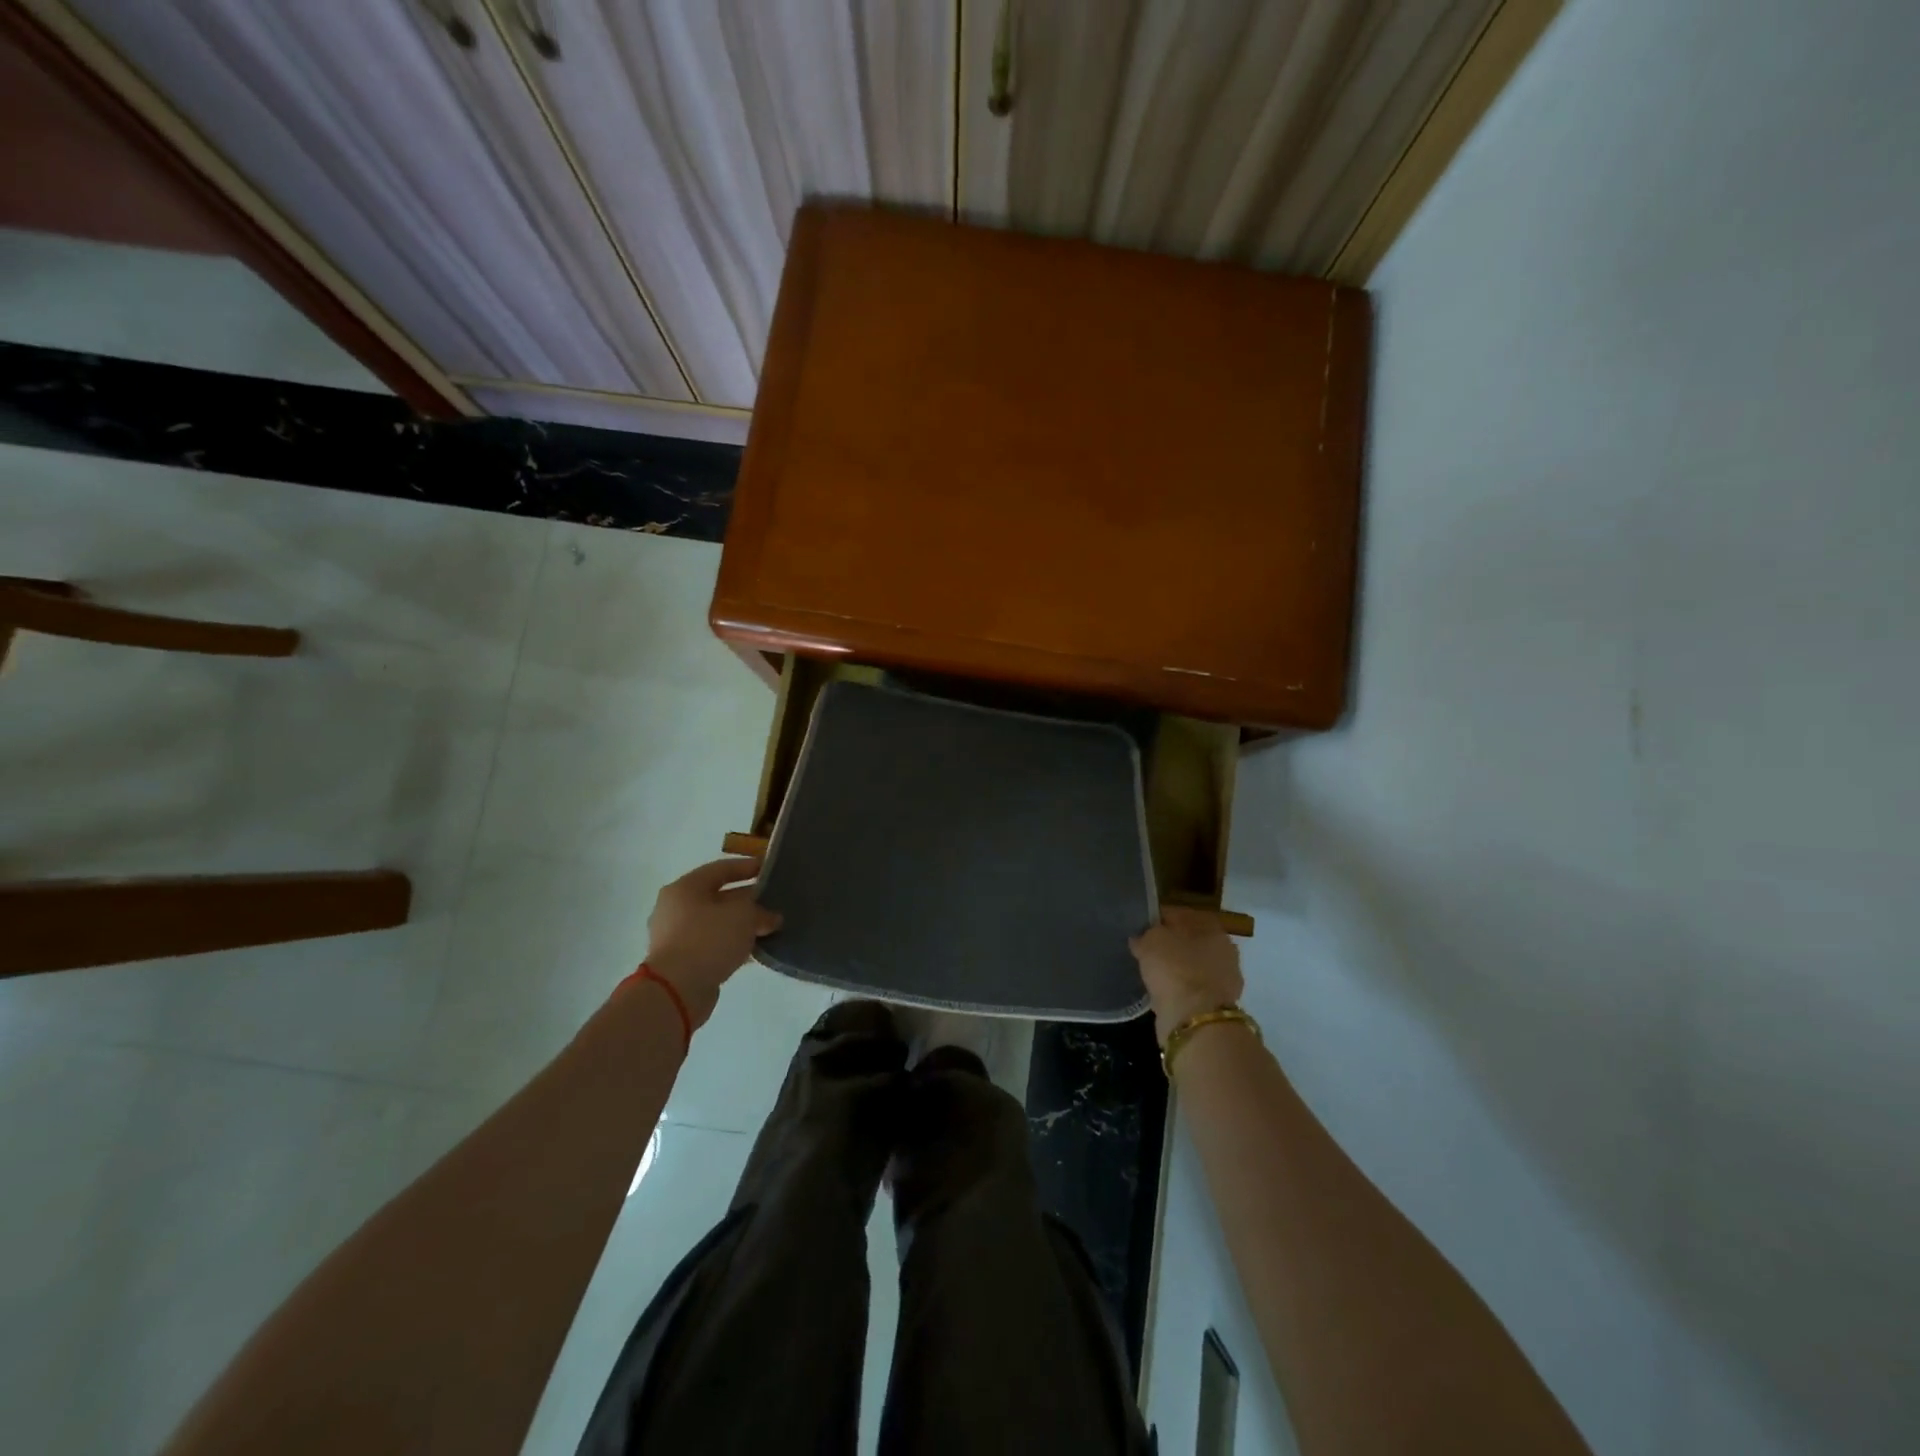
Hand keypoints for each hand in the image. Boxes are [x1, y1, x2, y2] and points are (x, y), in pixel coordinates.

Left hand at [643, 858, 781, 1028]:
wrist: (676, 990)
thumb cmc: (708, 939)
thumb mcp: (743, 916)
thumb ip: (760, 911)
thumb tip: (771, 918)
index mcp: (685, 888)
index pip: (720, 869)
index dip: (746, 867)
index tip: (768, 868)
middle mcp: (675, 908)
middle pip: (718, 897)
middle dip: (747, 900)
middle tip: (772, 901)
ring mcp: (675, 936)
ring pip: (716, 923)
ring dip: (740, 925)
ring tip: (767, 927)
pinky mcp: (681, 961)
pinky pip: (712, 945)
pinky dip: (731, 944)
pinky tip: (753, 950)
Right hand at [1130, 906, 1244, 1046]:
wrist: (1194, 1019)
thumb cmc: (1175, 969)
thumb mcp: (1151, 941)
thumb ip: (1145, 934)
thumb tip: (1141, 938)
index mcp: (1212, 928)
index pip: (1180, 915)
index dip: (1158, 919)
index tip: (1140, 927)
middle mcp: (1224, 951)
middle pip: (1190, 941)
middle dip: (1169, 945)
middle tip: (1145, 950)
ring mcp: (1223, 980)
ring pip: (1192, 966)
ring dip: (1175, 968)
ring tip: (1151, 972)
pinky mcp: (1215, 1005)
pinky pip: (1191, 989)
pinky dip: (1178, 989)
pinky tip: (1161, 991)